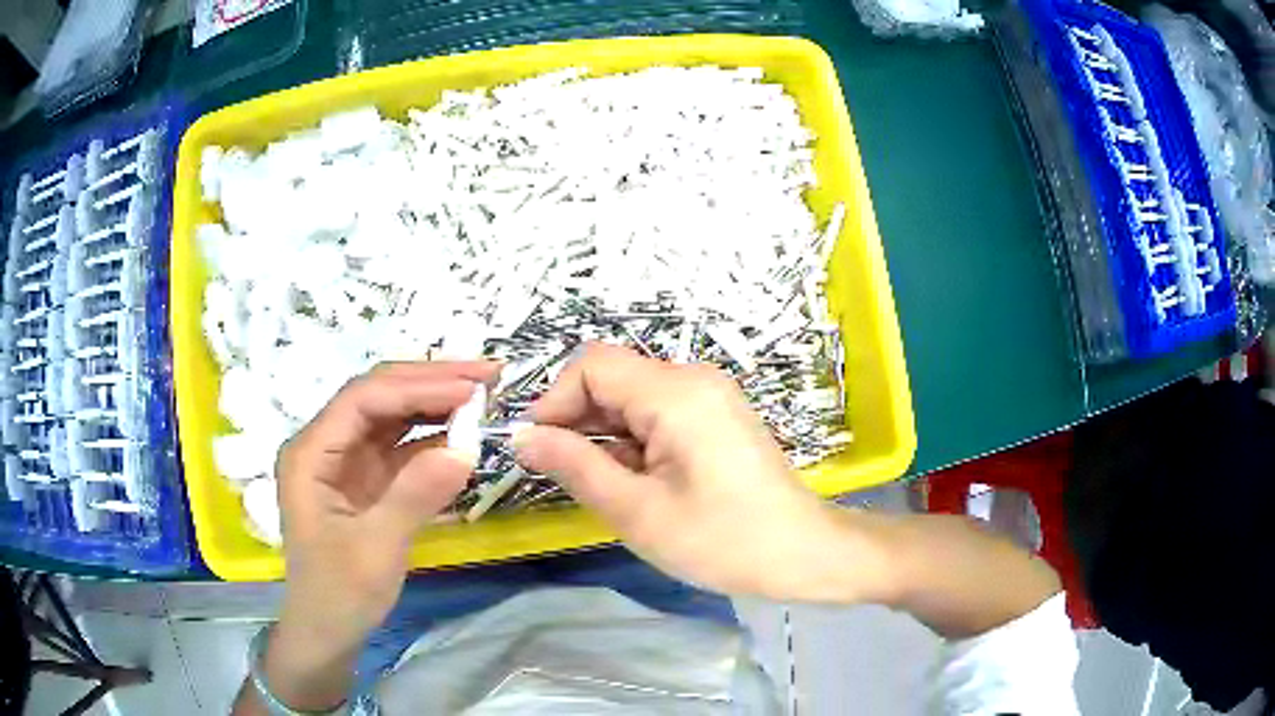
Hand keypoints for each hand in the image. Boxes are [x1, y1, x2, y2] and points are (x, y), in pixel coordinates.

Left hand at [265, 361, 495, 709]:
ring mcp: (345, 461)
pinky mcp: (365, 479)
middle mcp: (325, 445)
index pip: (364, 399)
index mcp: (311, 453)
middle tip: (487, 376)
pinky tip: (462, 433)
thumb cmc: (339, 594)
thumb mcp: (375, 550)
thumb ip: (414, 496)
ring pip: (391, 415)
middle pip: (377, 396)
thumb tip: (467, 448)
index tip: (471, 389)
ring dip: (434, 403)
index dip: (417, 386)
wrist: (327, 632)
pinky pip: (401, 445)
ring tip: (482, 395)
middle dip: (430, 382)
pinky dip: (432, 436)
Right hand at [514, 343, 869, 601]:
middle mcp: (694, 380)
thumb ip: (575, 466)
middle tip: (567, 477)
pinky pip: (661, 413)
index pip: (592, 367)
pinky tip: (640, 483)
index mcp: (675, 393)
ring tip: (609, 488)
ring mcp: (711, 396)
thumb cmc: (721, 539)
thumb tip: (524, 437)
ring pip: (634, 398)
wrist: (802, 553)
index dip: (555, 402)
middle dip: (580, 422)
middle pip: (614, 379)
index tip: (538, 449)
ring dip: (607, 436)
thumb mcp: (636, 511)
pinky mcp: (718, 417)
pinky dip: (636, 441)